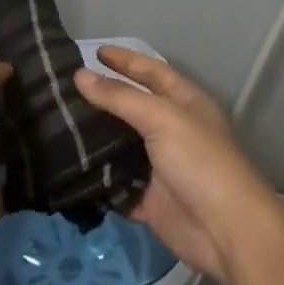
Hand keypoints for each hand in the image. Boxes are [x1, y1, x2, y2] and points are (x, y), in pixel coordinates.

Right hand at [73, 48, 283, 284]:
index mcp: (184, 102)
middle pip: (131, 107)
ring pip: (120, 146)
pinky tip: (68, 168)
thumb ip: (120, 97)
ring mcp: (159, 165)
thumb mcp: (161, 118)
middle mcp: (171, 129)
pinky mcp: (148, 199)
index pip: (150, 71)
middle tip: (63, 89)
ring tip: (57, 125)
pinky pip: (116, 184)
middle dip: (102, 98)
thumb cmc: (200, 161)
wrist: (226, 232)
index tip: (95, 51)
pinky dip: (97, 179)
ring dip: (94, 139)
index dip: (125, 60)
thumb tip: (80, 75)